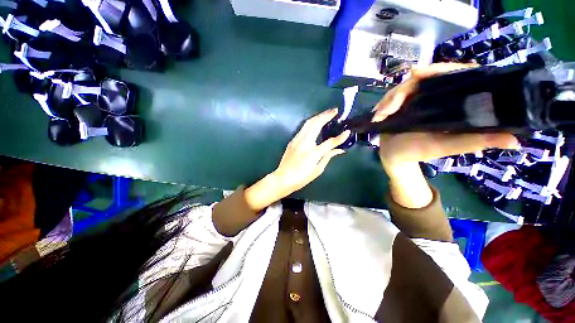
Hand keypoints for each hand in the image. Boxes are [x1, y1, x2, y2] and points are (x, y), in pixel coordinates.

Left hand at [244, 109, 350, 211]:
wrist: (283, 178)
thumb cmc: (301, 177)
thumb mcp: (317, 170)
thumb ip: (328, 157)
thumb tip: (339, 150)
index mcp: (313, 153)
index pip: (329, 142)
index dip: (340, 137)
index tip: (347, 132)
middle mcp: (304, 143)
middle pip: (316, 124)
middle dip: (326, 115)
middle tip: (335, 110)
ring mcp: (297, 140)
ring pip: (308, 123)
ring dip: (318, 116)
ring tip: (326, 114)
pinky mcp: (292, 141)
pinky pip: (303, 128)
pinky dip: (311, 123)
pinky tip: (316, 123)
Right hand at [373, 63, 518, 207]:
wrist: (394, 156)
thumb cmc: (419, 152)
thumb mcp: (448, 147)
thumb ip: (476, 142)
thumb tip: (516, 141)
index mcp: (451, 102)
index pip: (455, 74)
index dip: (444, 68)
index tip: (426, 72)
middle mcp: (433, 96)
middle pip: (426, 77)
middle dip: (413, 81)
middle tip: (405, 84)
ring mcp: (414, 99)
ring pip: (404, 87)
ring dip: (392, 98)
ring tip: (382, 114)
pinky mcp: (399, 104)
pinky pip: (391, 97)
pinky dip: (384, 104)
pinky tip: (378, 114)